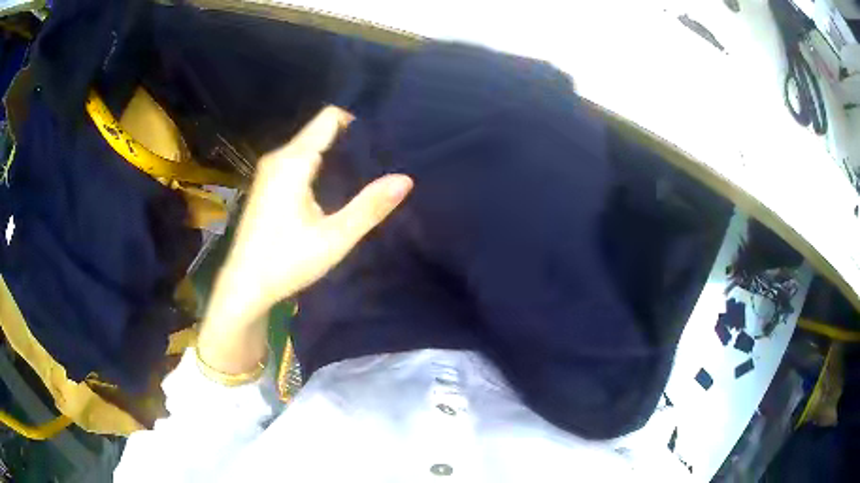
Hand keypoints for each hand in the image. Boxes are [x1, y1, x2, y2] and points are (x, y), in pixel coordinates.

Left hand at [198, 106, 411, 373]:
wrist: (245, 285)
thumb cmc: (286, 261)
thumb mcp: (335, 237)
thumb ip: (370, 206)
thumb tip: (406, 179)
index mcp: (293, 161)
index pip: (329, 118)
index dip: (358, 123)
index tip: (382, 140)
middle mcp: (279, 157)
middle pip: (320, 130)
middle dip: (350, 140)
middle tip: (381, 158)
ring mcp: (270, 170)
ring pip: (309, 146)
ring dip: (335, 154)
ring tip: (365, 172)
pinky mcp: (267, 184)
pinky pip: (299, 160)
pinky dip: (320, 165)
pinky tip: (335, 186)